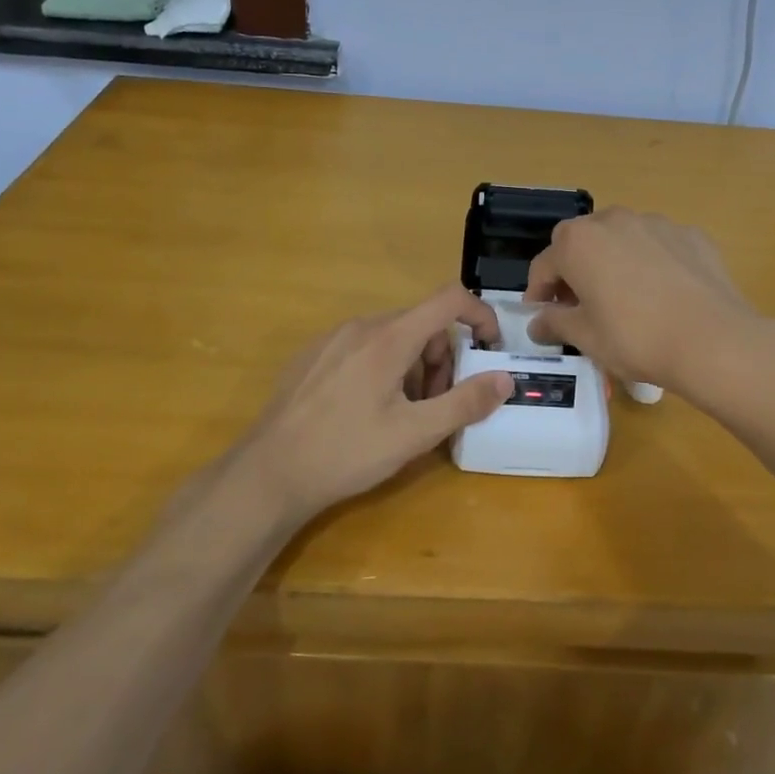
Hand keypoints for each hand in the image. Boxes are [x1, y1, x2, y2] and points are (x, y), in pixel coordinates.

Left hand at [229, 285, 512, 520]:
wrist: (269, 473)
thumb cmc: (347, 452)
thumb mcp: (414, 434)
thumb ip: (465, 403)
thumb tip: (505, 379)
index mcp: (389, 338)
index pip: (449, 299)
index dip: (480, 315)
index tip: (490, 350)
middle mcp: (360, 326)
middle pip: (421, 323)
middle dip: (443, 357)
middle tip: (440, 403)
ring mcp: (331, 339)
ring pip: (392, 337)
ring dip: (414, 366)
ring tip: (403, 413)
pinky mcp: (312, 356)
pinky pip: (362, 348)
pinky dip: (383, 368)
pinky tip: (367, 412)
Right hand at [524, 208, 758, 393]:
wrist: (714, 341)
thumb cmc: (636, 338)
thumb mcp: (586, 338)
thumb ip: (556, 323)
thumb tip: (538, 322)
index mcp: (579, 243)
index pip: (545, 265)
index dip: (538, 292)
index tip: (542, 316)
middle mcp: (613, 220)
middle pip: (581, 242)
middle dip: (574, 270)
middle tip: (580, 305)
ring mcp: (656, 223)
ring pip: (621, 238)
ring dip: (612, 261)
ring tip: (623, 297)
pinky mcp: (691, 235)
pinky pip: (658, 245)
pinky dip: (651, 262)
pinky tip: (663, 294)